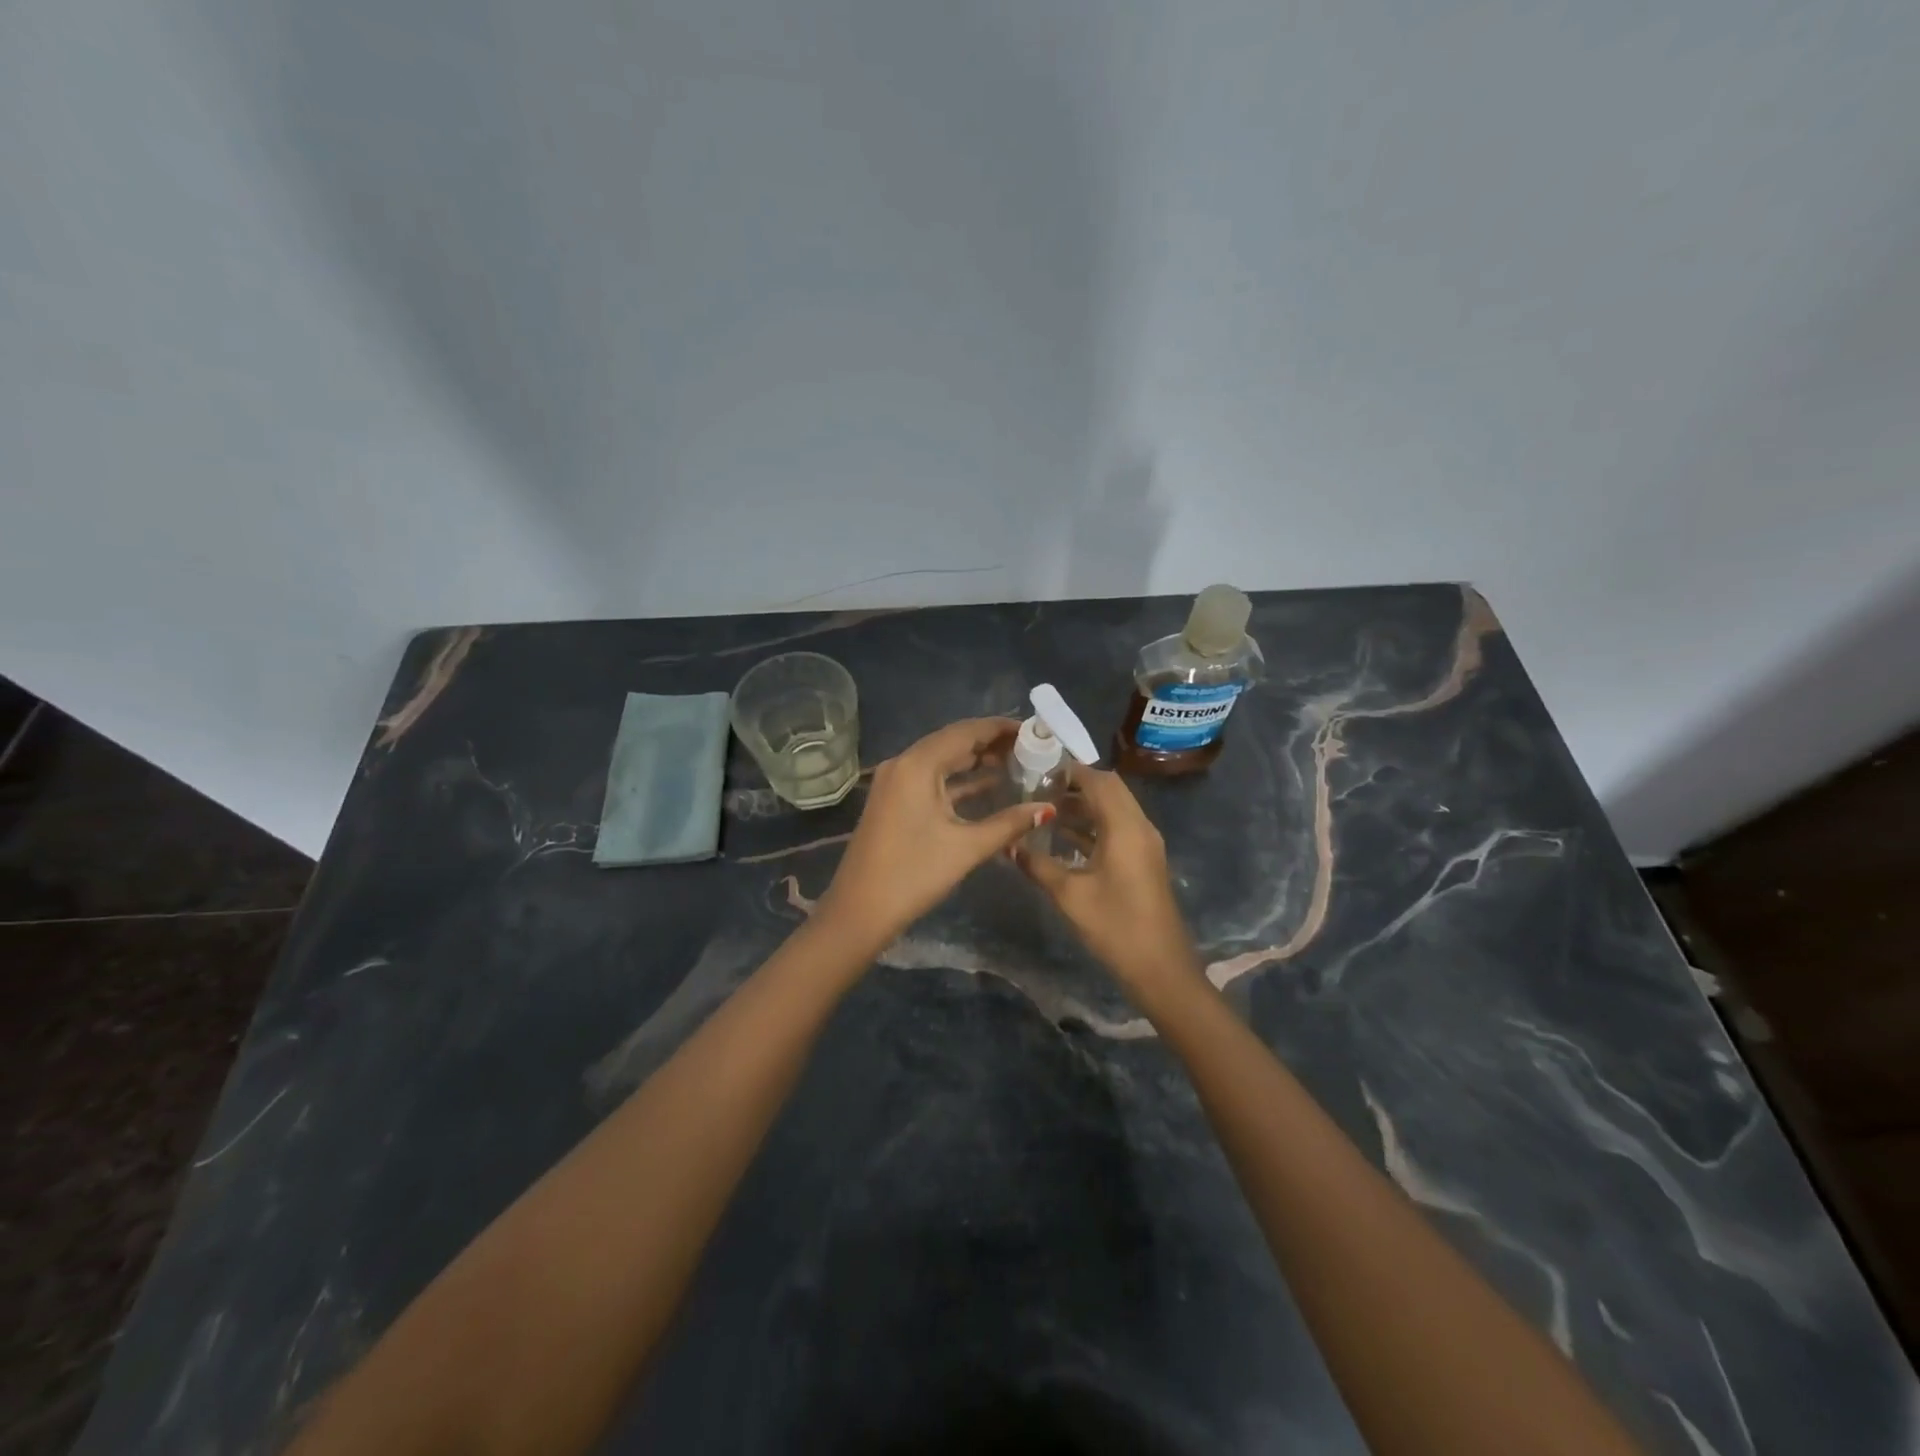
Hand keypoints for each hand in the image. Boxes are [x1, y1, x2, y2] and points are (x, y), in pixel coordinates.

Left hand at [818, 718, 1054, 949]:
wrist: (859, 911)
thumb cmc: (913, 874)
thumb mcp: (966, 847)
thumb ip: (1009, 823)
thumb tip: (1048, 808)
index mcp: (917, 765)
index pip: (965, 731)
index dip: (1000, 728)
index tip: (1034, 729)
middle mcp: (903, 764)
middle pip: (953, 741)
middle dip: (991, 743)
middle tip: (1031, 746)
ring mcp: (895, 782)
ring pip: (942, 760)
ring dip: (976, 761)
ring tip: (1017, 762)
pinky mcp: (894, 801)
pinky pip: (931, 778)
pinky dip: (959, 780)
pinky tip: (988, 786)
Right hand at [1014, 766, 1199, 1003]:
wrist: (1160, 968)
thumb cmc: (1115, 926)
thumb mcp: (1069, 895)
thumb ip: (1037, 864)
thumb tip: (1009, 844)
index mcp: (1125, 827)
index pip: (1098, 781)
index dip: (1069, 772)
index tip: (1037, 773)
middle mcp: (1140, 826)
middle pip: (1109, 789)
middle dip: (1076, 785)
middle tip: (1040, 791)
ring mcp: (1145, 844)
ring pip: (1114, 809)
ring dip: (1085, 806)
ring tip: (1046, 812)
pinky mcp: (1144, 860)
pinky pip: (1118, 828)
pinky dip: (1094, 825)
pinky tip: (1064, 839)